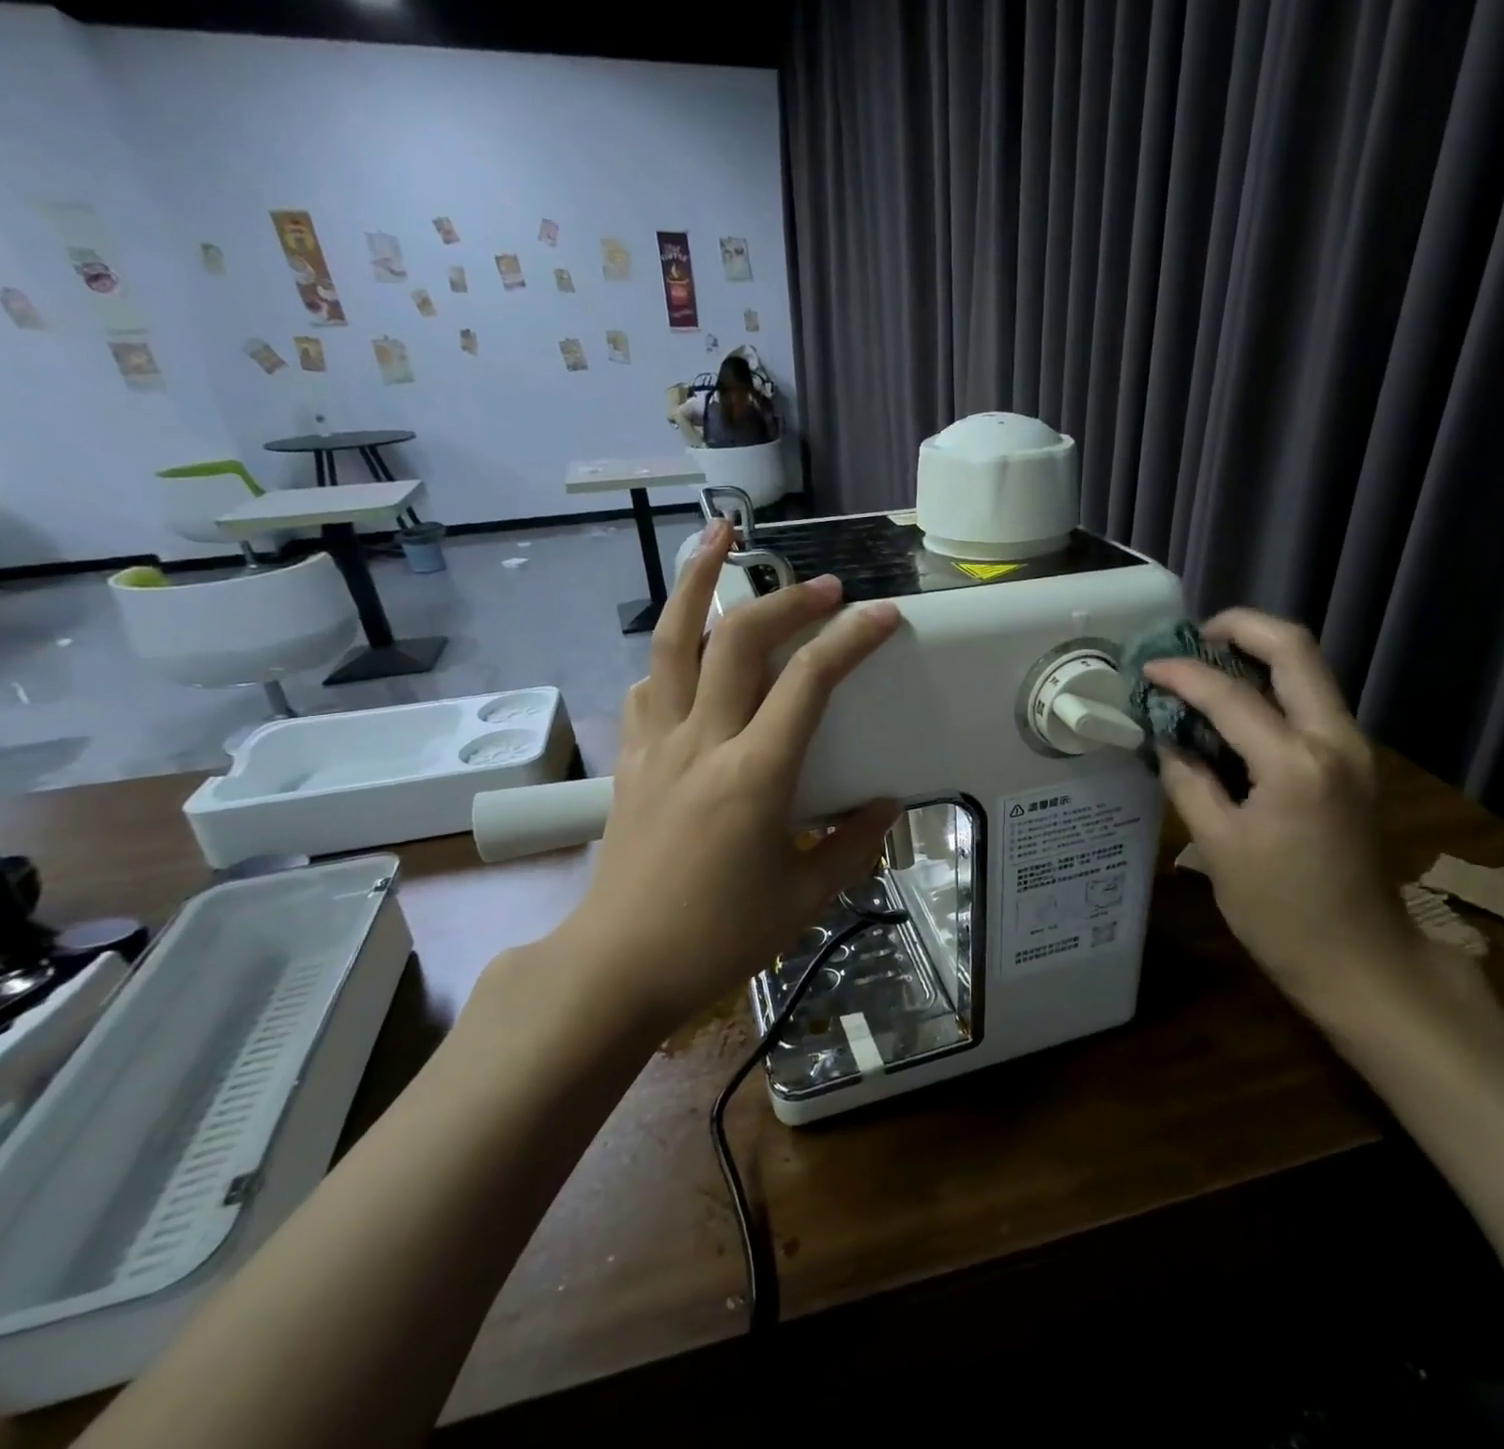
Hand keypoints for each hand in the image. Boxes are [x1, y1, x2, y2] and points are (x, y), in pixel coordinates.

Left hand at [521, 519, 901, 1038]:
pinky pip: (648, 685)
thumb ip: (853, 846)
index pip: (809, 682)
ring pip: (672, 641)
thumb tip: (886, 804)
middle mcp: (702, 742)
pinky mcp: (631, 758)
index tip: (882, 616)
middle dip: (786, 599)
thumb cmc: (716, 937)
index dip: (851, 639)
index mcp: (754, 776)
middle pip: (739, 639)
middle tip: (824, 587)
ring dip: (697, 582)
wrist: (617, 965)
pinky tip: (686, 651)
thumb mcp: (804, 898)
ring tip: (717, 539)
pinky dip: (670, 653)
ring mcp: (657, 745)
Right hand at [1144, 610, 1429, 1012]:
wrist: (1361, 958)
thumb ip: (1187, 780)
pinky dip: (1272, 687)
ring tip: (1206, 667)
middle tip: (1193, 638)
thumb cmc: (1280, 912)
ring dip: (1258, 654)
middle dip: (1241, 628)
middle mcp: (1334, 740)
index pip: (1231, 695)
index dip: (1183, 673)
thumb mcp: (1217, 846)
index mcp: (1295, 765)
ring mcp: (1353, 748)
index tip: (1147, 668)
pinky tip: (1234, 708)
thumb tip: (1166, 738)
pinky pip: (1311, 701)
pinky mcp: (1354, 762)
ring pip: (1309, 670)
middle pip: (1295, 648)